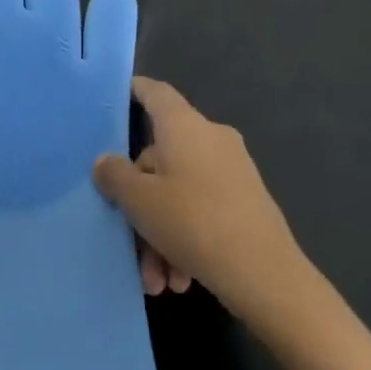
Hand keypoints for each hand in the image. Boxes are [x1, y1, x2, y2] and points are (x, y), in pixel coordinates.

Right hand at [93, 77, 309, 328]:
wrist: (265, 274)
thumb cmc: (192, 222)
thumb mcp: (139, 201)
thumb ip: (115, 176)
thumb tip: (105, 161)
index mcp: (184, 127)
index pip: (156, 93)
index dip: (136, 90)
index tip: (119, 94)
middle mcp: (211, 139)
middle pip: (160, 159)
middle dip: (141, 205)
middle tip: (128, 240)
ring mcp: (232, 170)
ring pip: (179, 194)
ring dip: (160, 235)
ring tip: (157, 279)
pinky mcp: (246, 201)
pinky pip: (202, 211)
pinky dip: (185, 240)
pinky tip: (179, 278)